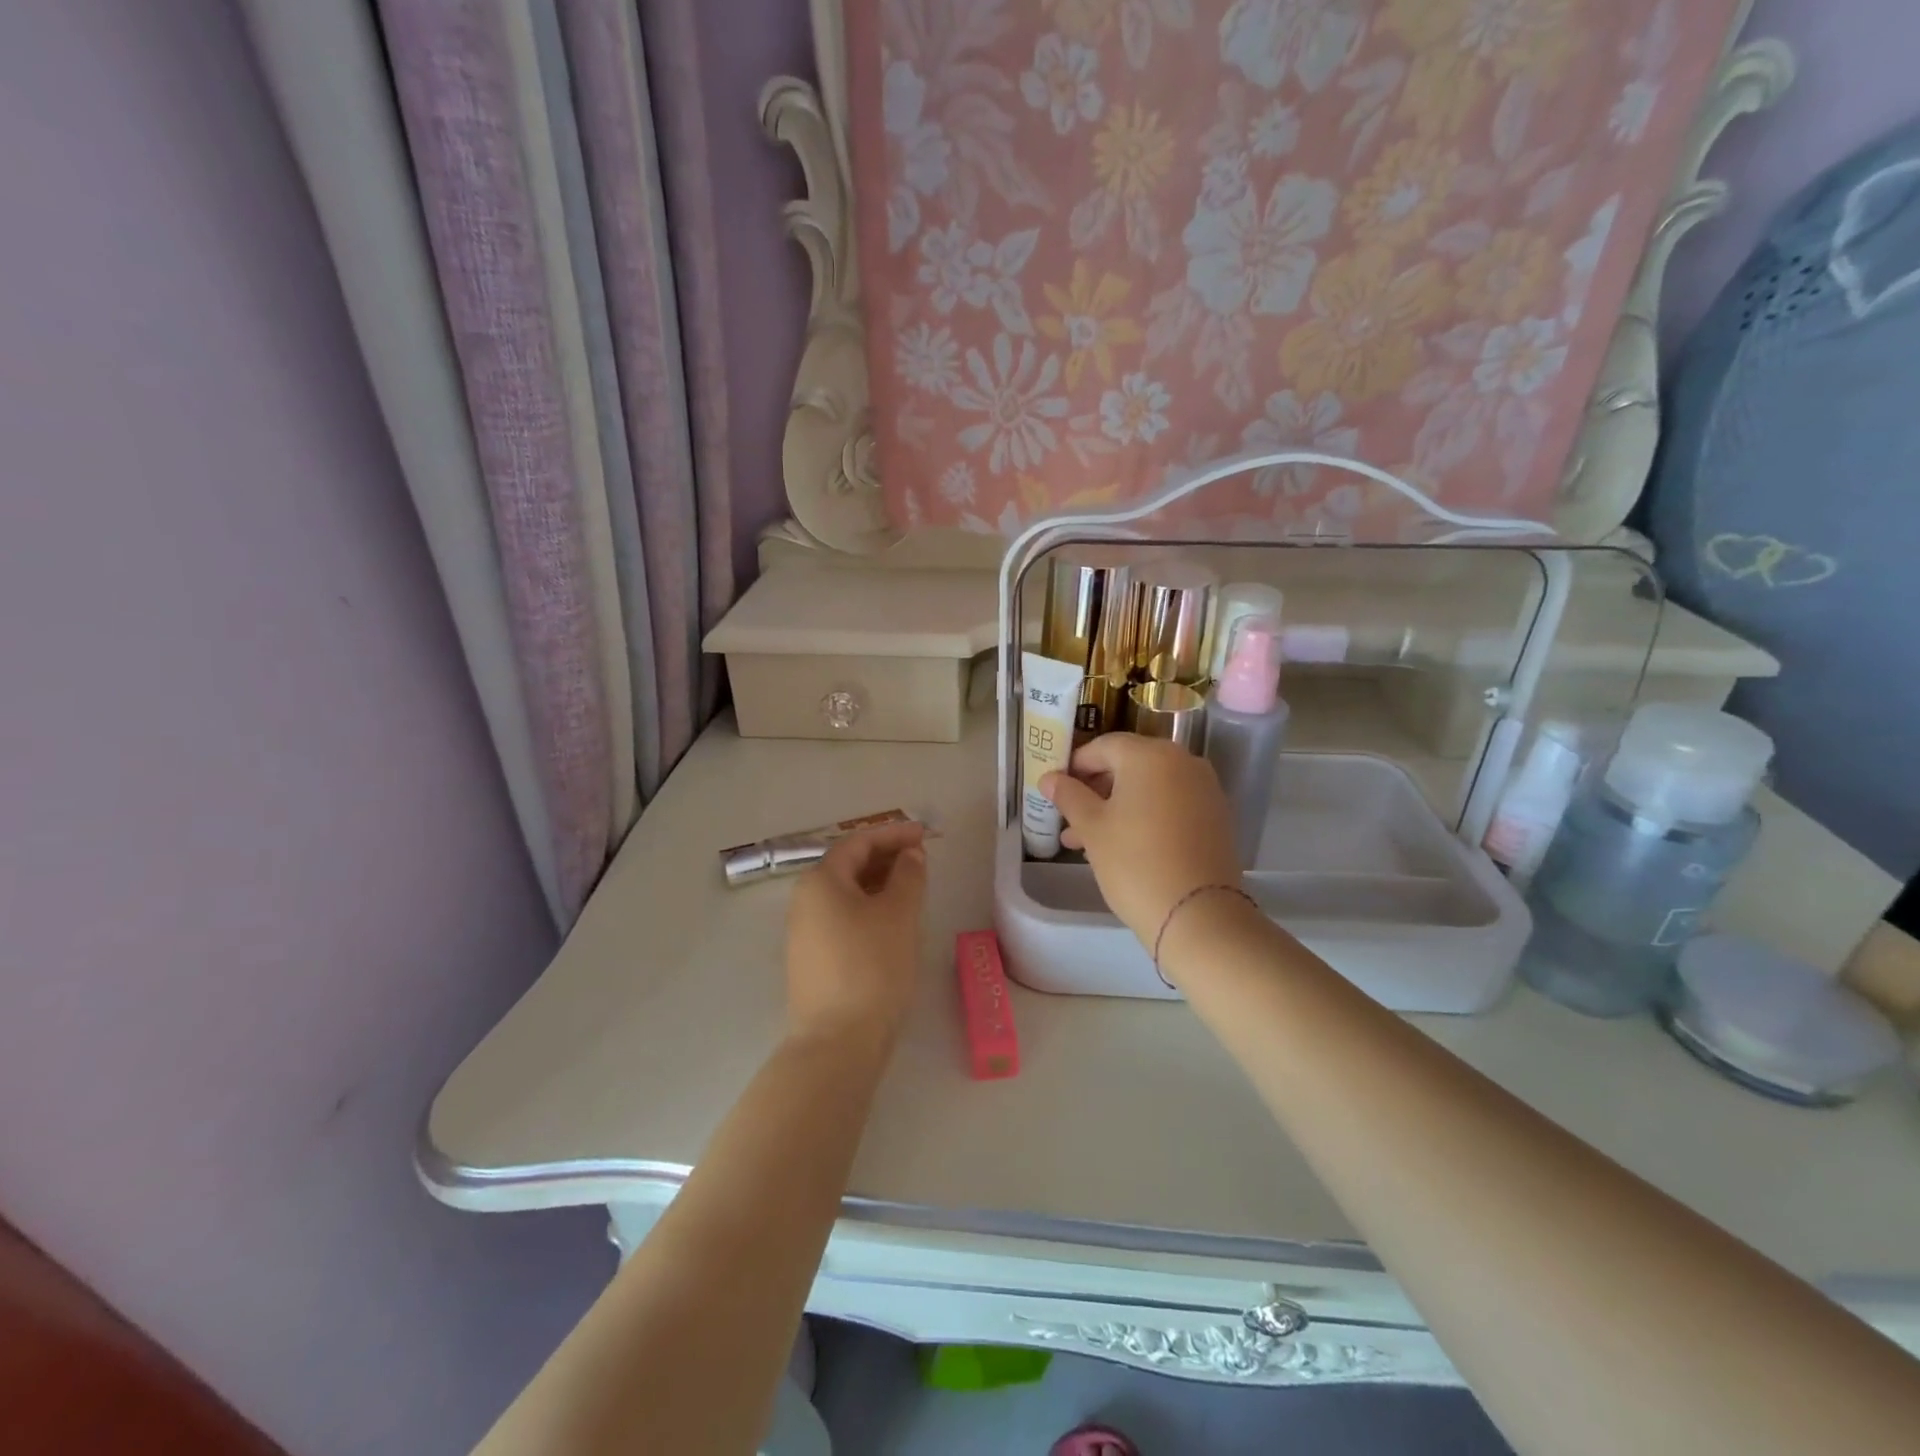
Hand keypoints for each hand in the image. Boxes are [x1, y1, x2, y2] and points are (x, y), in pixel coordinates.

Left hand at [784, 821, 927, 1053]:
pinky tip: (891, 922)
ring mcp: (804, 932)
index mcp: (820, 881)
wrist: (838, 1041)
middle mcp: (804, 900)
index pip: (858, 842)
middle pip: (847, 865)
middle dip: (885, 856)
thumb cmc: (872, 966)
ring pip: (845, 893)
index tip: (924, 834)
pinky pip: (842, 917)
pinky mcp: (811, 959)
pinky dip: (868, 908)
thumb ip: (908, 875)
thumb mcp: (899, 914)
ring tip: (912, 887)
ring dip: (878, 883)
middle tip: (921, 859)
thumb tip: (910, 854)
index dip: (892, 834)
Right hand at [1041, 735, 1241, 946]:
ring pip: (1149, 788)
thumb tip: (1049, 778)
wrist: (1197, 914)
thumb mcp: (1092, 828)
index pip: (1103, 746)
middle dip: (1095, 790)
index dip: (1075, 766)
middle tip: (1069, 819)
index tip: (1056, 790)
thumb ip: (1068, 796)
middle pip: (1129, 765)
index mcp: (1150, 755)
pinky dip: (1146, 816)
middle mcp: (1182, 761)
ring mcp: (1204, 789)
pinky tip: (1123, 846)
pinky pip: (1171, 804)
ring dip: (1117, 807)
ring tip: (1086, 841)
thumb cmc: (1134, 862)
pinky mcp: (1215, 816)